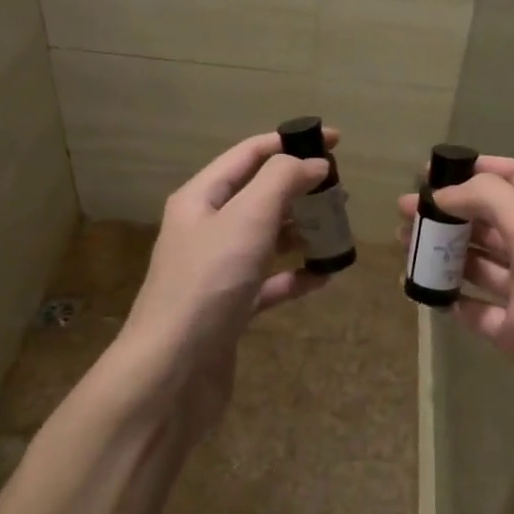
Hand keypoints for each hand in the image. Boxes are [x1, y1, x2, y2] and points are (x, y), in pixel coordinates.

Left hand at [123, 129, 337, 403]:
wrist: (172, 371)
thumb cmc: (208, 283)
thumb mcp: (246, 218)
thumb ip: (281, 181)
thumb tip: (312, 163)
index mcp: (201, 198)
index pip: (248, 155)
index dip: (290, 142)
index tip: (335, 141)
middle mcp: (207, 229)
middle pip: (259, 195)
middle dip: (300, 189)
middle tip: (341, 192)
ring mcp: (218, 270)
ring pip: (267, 238)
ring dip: (301, 232)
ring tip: (338, 230)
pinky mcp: (231, 307)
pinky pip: (270, 282)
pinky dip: (296, 276)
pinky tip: (324, 276)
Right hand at [399, 156, 513, 464]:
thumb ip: (490, 198)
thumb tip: (445, 194)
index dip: (474, 169)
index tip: (430, 172)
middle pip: (490, 220)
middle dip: (449, 212)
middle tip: (405, 213)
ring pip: (478, 263)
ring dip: (443, 252)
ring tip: (405, 247)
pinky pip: (474, 308)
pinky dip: (449, 298)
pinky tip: (422, 290)